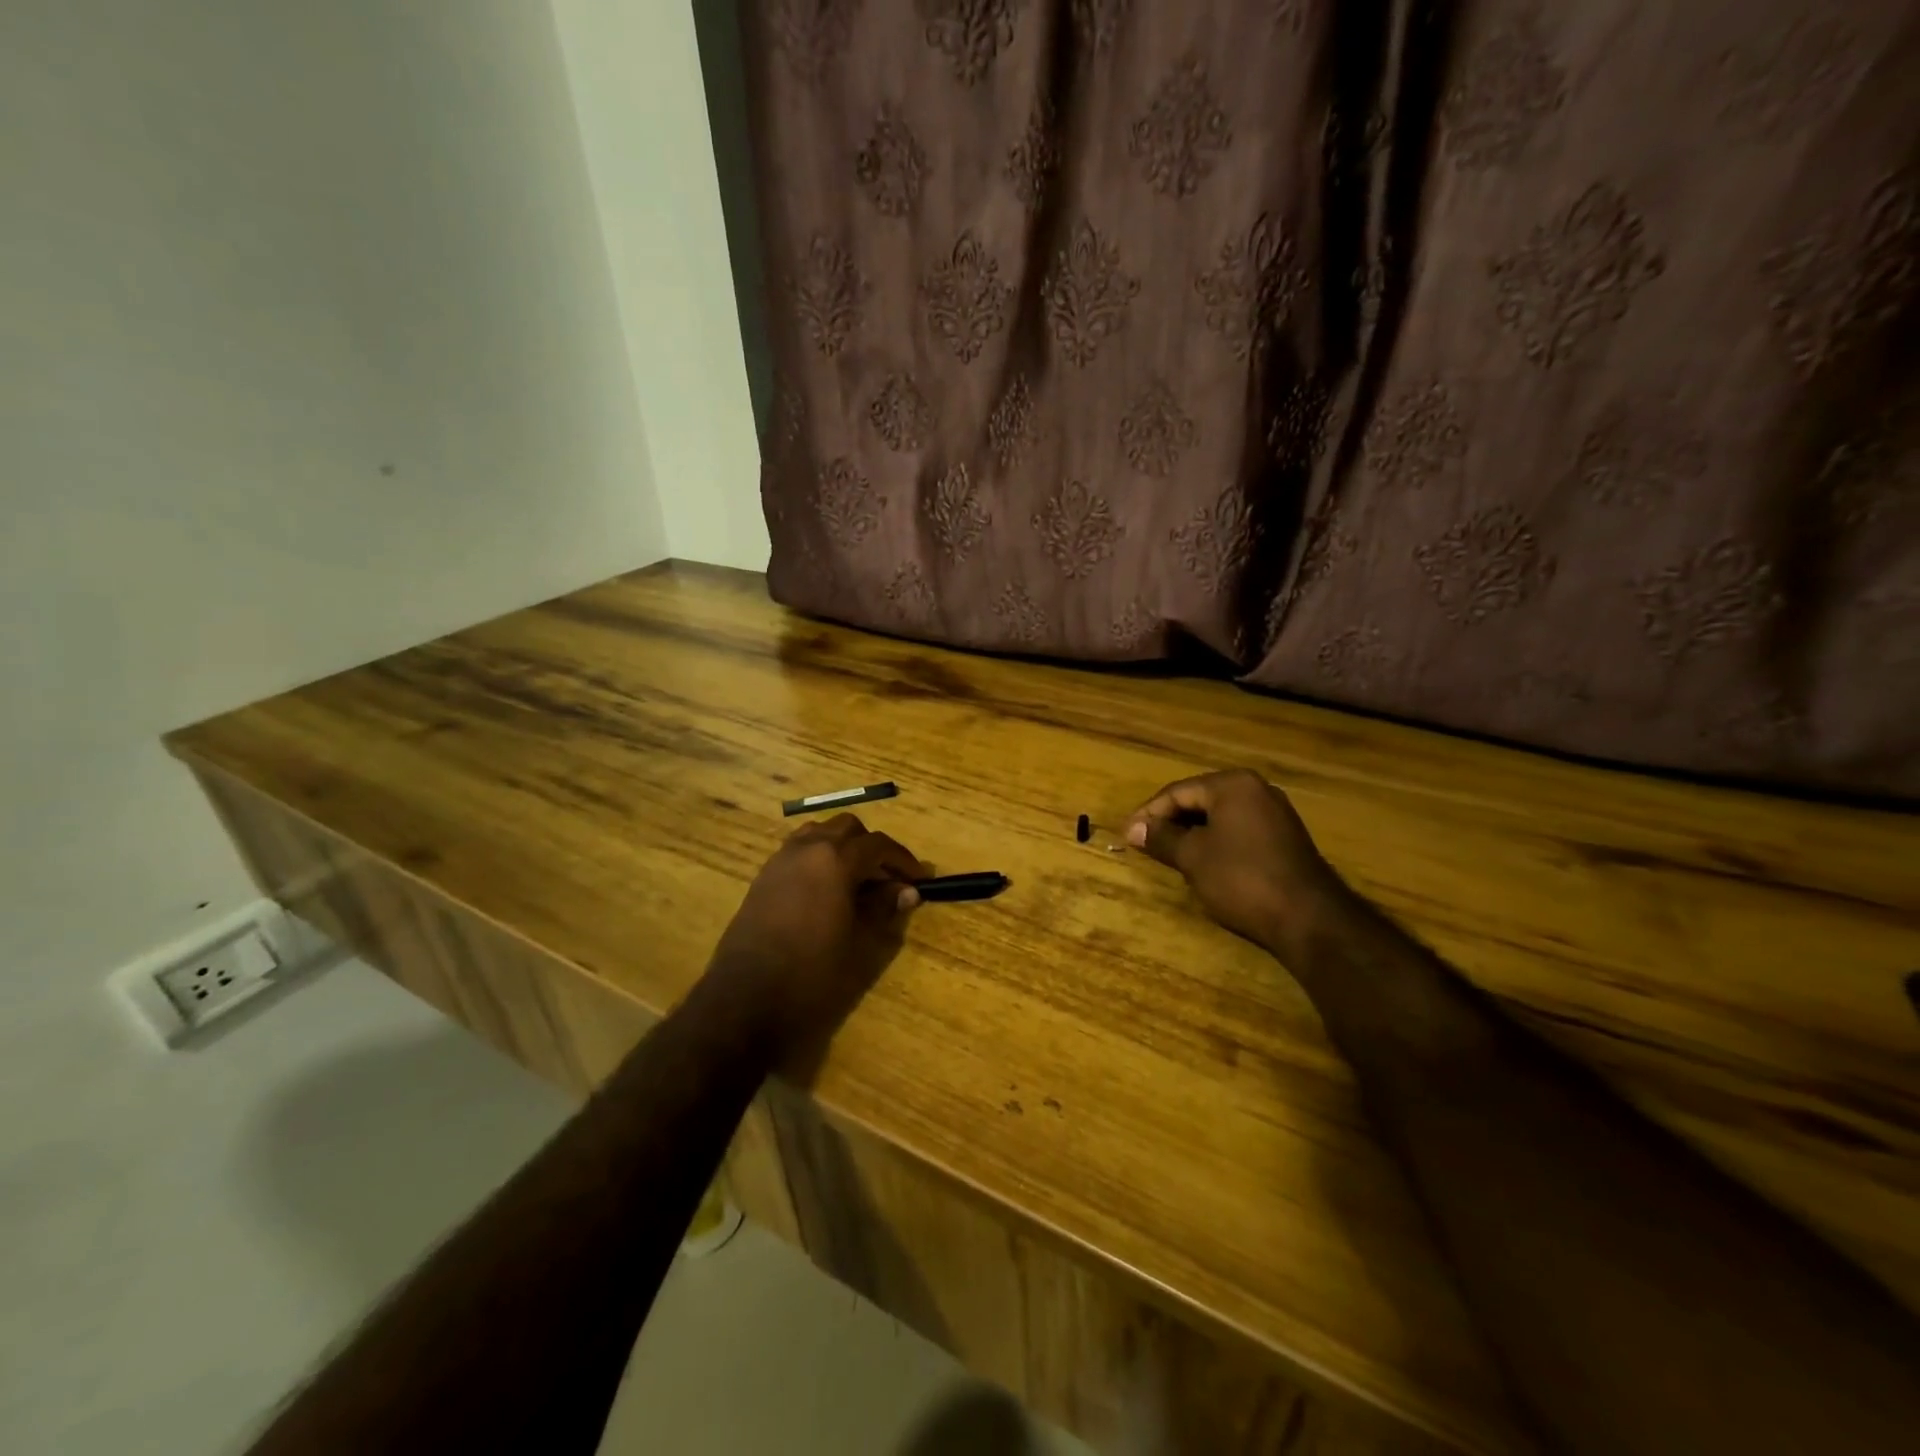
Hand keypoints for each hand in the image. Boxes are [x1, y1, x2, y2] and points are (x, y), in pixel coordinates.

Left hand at [705, 813, 922, 1062]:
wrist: (745, 1001)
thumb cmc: (812, 974)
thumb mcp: (859, 944)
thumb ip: (884, 909)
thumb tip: (907, 891)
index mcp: (834, 860)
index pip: (878, 844)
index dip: (902, 859)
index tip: (918, 879)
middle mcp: (807, 849)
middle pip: (847, 829)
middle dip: (871, 847)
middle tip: (887, 878)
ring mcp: (780, 860)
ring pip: (819, 834)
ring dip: (842, 847)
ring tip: (857, 880)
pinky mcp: (763, 878)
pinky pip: (798, 851)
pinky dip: (819, 858)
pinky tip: (827, 891)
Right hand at [1127, 769, 1344, 956]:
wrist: (1309, 918)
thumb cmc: (1242, 878)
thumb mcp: (1193, 857)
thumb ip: (1162, 838)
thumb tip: (1133, 829)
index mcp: (1233, 785)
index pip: (1178, 792)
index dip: (1149, 813)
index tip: (1127, 835)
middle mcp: (1256, 790)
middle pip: (1199, 800)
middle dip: (1170, 822)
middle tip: (1144, 843)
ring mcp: (1275, 813)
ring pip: (1219, 816)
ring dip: (1191, 833)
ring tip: (1168, 853)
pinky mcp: (1285, 838)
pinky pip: (1238, 830)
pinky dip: (1215, 842)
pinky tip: (1202, 862)